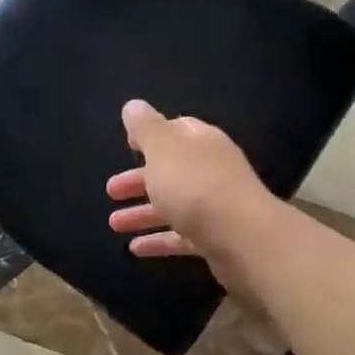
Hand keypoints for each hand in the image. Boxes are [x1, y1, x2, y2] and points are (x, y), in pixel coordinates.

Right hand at [105, 100, 275, 286]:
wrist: (243, 240)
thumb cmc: (196, 187)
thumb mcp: (163, 150)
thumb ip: (146, 128)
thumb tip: (134, 106)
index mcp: (202, 143)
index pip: (178, 130)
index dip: (152, 135)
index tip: (128, 144)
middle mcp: (212, 171)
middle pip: (172, 171)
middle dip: (140, 179)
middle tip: (111, 190)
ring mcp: (216, 206)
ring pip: (174, 205)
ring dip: (143, 213)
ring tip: (114, 224)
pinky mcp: (216, 239)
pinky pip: (182, 236)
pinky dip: (159, 240)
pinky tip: (135, 249)